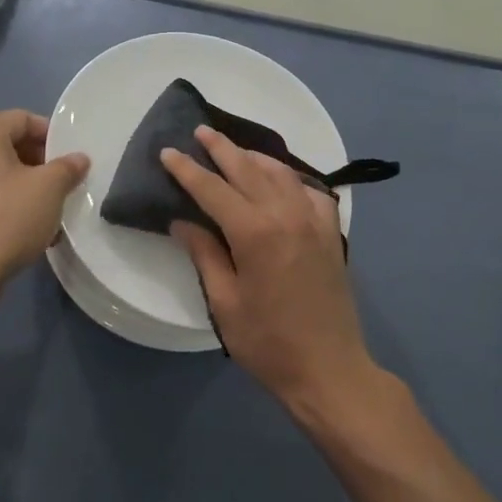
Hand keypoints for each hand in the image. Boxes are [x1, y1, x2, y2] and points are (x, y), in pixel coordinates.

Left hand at [0, 110, 89, 294]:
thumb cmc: (8, 218)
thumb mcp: (50, 189)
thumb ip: (67, 168)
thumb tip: (79, 158)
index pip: (21, 118)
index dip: (49, 132)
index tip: (70, 155)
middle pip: (8, 145)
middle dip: (39, 160)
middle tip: (64, 180)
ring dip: (27, 186)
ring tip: (52, 207)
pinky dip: (10, 205)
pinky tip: (32, 230)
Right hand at [162, 127, 376, 413]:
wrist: (329, 370)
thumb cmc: (268, 342)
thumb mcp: (224, 302)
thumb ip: (205, 254)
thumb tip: (183, 221)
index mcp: (255, 232)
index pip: (213, 188)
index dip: (188, 169)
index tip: (169, 152)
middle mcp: (286, 215)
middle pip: (248, 169)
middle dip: (222, 148)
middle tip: (201, 132)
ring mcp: (314, 222)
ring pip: (282, 174)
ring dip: (255, 157)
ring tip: (235, 150)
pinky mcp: (332, 234)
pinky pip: (312, 192)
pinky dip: (293, 179)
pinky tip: (284, 181)